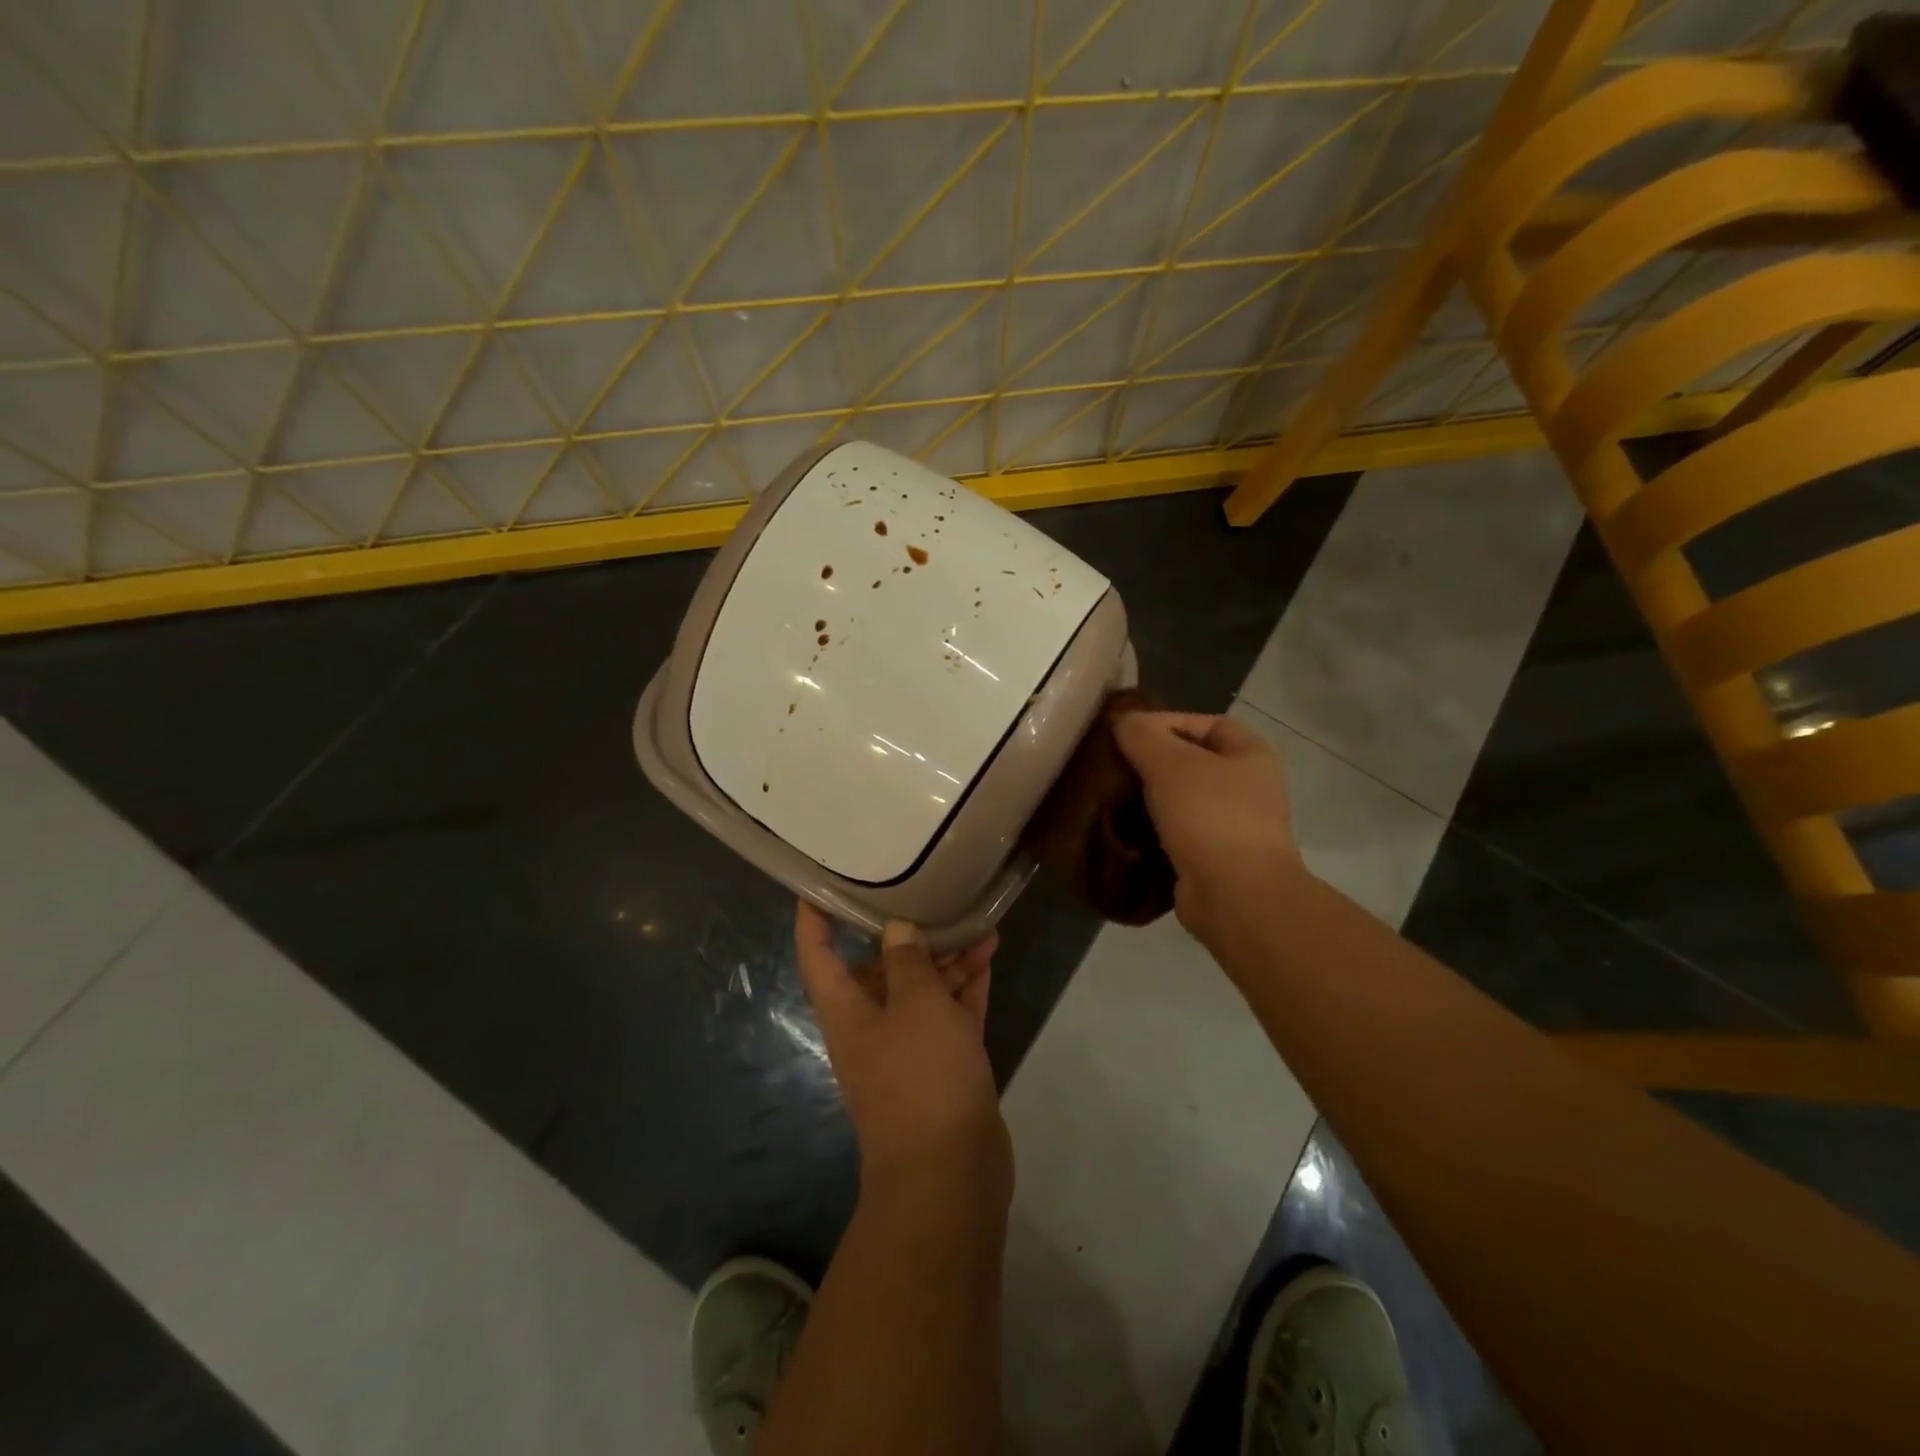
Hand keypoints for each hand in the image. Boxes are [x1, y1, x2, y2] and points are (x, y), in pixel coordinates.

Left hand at [793, 903, 1011, 1202]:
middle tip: (931, 894)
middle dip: (906, 934)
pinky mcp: (946, 1060)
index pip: (818, 954)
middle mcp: (873, 1024)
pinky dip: (967, 983)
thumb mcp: (915, 1004)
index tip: (821, 885)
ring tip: (977, 920)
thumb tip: (896, 929)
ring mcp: (911, 1045)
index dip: (815, 919)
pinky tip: (988, 953)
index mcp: (847, 1010)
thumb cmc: (921, 1074)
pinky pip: (953, 1010)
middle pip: (880, 967)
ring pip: (924, 987)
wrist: (950, 1171)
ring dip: (947, 956)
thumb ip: (907, 960)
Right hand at [1113, 711, 1306, 948]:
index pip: (1208, 723)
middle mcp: (1250, 788)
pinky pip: (1179, 835)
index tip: (1128, 734)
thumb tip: (1122, 720)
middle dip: (1154, 762)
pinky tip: (1125, 830)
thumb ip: (1142, 735)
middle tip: (1115, 766)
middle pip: (1194, 763)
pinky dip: (1154, 832)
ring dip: (1151, 799)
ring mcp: (1235, 827)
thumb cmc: (1209, 816)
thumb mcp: (1169, 763)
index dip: (1169, 722)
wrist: (1235, 896)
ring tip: (1113, 797)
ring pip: (1183, 801)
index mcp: (1252, 755)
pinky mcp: (1216, 860)